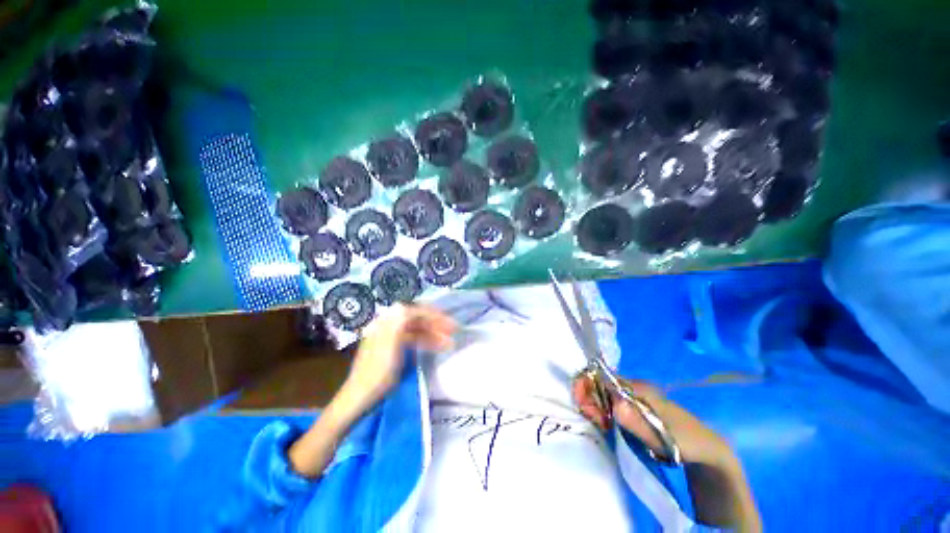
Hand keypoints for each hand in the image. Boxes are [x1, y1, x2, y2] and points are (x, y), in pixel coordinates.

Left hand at [338, 304, 455, 417]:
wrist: (361, 396)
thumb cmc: (378, 371)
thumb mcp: (389, 345)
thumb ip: (399, 322)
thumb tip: (406, 305)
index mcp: (387, 322)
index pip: (415, 311)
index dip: (433, 314)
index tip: (449, 323)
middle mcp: (389, 325)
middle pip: (417, 319)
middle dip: (436, 325)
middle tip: (453, 332)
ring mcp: (391, 336)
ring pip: (417, 330)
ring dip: (433, 334)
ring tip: (449, 343)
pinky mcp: (393, 348)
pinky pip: (413, 339)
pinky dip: (425, 342)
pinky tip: (436, 347)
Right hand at [573, 375, 761, 529]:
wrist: (707, 450)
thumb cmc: (686, 441)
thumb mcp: (664, 436)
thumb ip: (639, 423)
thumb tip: (614, 404)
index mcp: (639, 388)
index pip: (603, 377)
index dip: (589, 387)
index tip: (584, 407)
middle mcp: (633, 388)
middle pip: (600, 384)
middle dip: (589, 398)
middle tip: (591, 419)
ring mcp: (634, 397)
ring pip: (603, 394)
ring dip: (594, 405)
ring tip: (597, 423)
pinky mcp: (634, 408)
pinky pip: (610, 403)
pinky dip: (602, 410)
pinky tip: (603, 423)